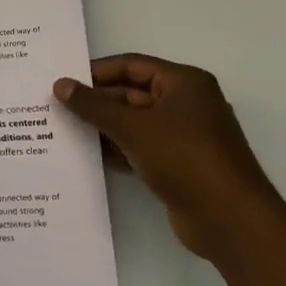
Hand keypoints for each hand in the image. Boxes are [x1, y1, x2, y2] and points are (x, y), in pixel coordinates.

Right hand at [54, 55, 285, 260]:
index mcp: (184, 84)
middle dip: (96, 102)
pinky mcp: (178, 164)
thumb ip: (93, 106)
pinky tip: (86, 155)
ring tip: (62, 130)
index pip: (132, 65)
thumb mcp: (133, 128)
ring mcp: (183, 136)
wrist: (229, 220)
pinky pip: (139, 147)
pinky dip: (116, 149)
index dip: (96, 72)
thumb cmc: (185, 159)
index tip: (62, 82)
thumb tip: (60, 85)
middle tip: (55, 108)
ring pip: (134, 122)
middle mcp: (186, 104)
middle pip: (131, 93)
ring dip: (102, 127)